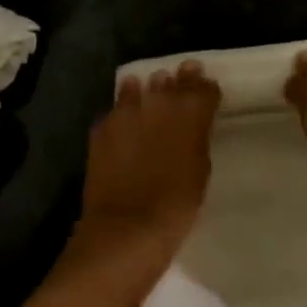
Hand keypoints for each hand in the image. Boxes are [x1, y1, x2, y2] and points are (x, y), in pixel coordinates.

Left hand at [77, 61, 220, 257]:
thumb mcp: (200, 169)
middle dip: (178, 81)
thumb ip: (196, 138)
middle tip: (180, 82)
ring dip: (146, 91)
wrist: (128, 226)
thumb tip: (192, 124)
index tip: (205, 91)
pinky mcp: (102, 126)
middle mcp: (159, 103)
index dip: (205, 88)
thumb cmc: (176, 205)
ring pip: (138, 87)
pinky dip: (122, 111)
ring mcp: (126, 112)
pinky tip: (124, 119)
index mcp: (192, 114)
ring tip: (149, 96)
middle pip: (172, 80)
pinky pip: (115, 109)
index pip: (203, 88)